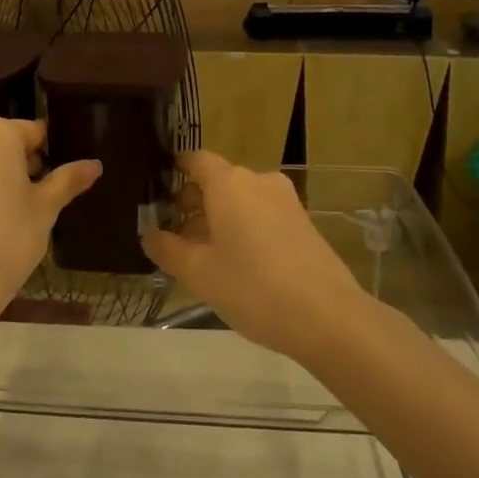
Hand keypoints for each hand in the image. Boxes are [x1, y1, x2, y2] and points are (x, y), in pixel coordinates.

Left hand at [0, 116, 100, 335]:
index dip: (51, 156)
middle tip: (40, 201)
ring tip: (14, 215)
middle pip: (4, 143)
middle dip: (23, 165)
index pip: (34, 132)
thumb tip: (95, 164)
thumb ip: (68, 180)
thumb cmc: (5, 239)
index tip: (60, 182)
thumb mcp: (44, 209)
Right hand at [141, 150, 369, 361]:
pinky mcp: (302, 222)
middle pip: (217, 181)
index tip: (156, 192)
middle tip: (173, 237)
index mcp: (229, 183)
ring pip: (240, 200)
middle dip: (192, 204)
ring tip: (202, 257)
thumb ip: (167, 249)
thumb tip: (149, 233)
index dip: (174, 171)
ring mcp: (285, 200)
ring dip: (217, 219)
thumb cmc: (253, 288)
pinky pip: (261, 214)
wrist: (329, 317)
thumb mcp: (199, 273)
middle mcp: (258, 181)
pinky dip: (243, 228)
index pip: (195, 160)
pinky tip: (236, 264)